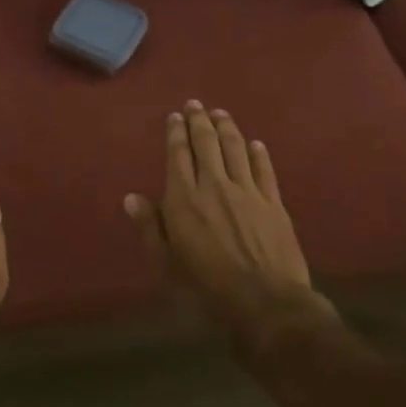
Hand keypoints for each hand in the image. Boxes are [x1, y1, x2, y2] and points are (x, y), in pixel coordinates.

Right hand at [125, 101, 333, 348]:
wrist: (265, 302)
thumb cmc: (206, 288)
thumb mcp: (167, 263)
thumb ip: (150, 228)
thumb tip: (131, 198)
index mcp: (184, 199)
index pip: (178, 155)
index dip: (176, 133)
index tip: (175, 116)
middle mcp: (215, 185)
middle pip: (207, 144)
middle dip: (200, 121)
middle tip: (196, 104)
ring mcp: (247, 192)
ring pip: (236, 149)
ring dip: (227, 128)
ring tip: (221, 113)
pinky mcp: (274, 203)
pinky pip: (265, 170)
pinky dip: (258, 153)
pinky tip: (255, 143)